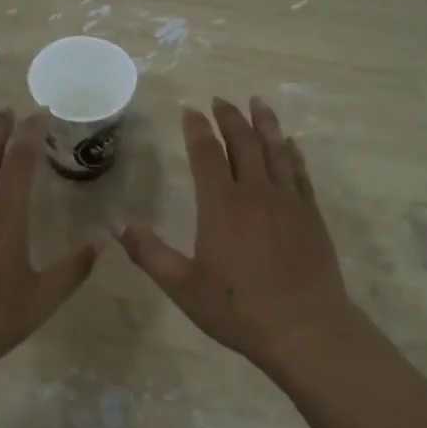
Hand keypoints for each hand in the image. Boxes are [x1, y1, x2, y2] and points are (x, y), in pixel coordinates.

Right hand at [116, 97, 356, 370]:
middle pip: (243, 143)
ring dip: (265, 123)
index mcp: (221, 205)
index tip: (190, 110)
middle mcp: (256, 192)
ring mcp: (288, 201)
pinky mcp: (311, 214)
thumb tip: (115, 224)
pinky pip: (300, 172)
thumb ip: (149, 253)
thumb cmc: (237, 308)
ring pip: (276, 150)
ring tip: (258, 102)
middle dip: (230, 118)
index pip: (206, 154)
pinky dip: (293, 153)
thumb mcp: (183, 286)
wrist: (304, 327)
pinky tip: (291, 144)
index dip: (197, 129)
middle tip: (221, 99)